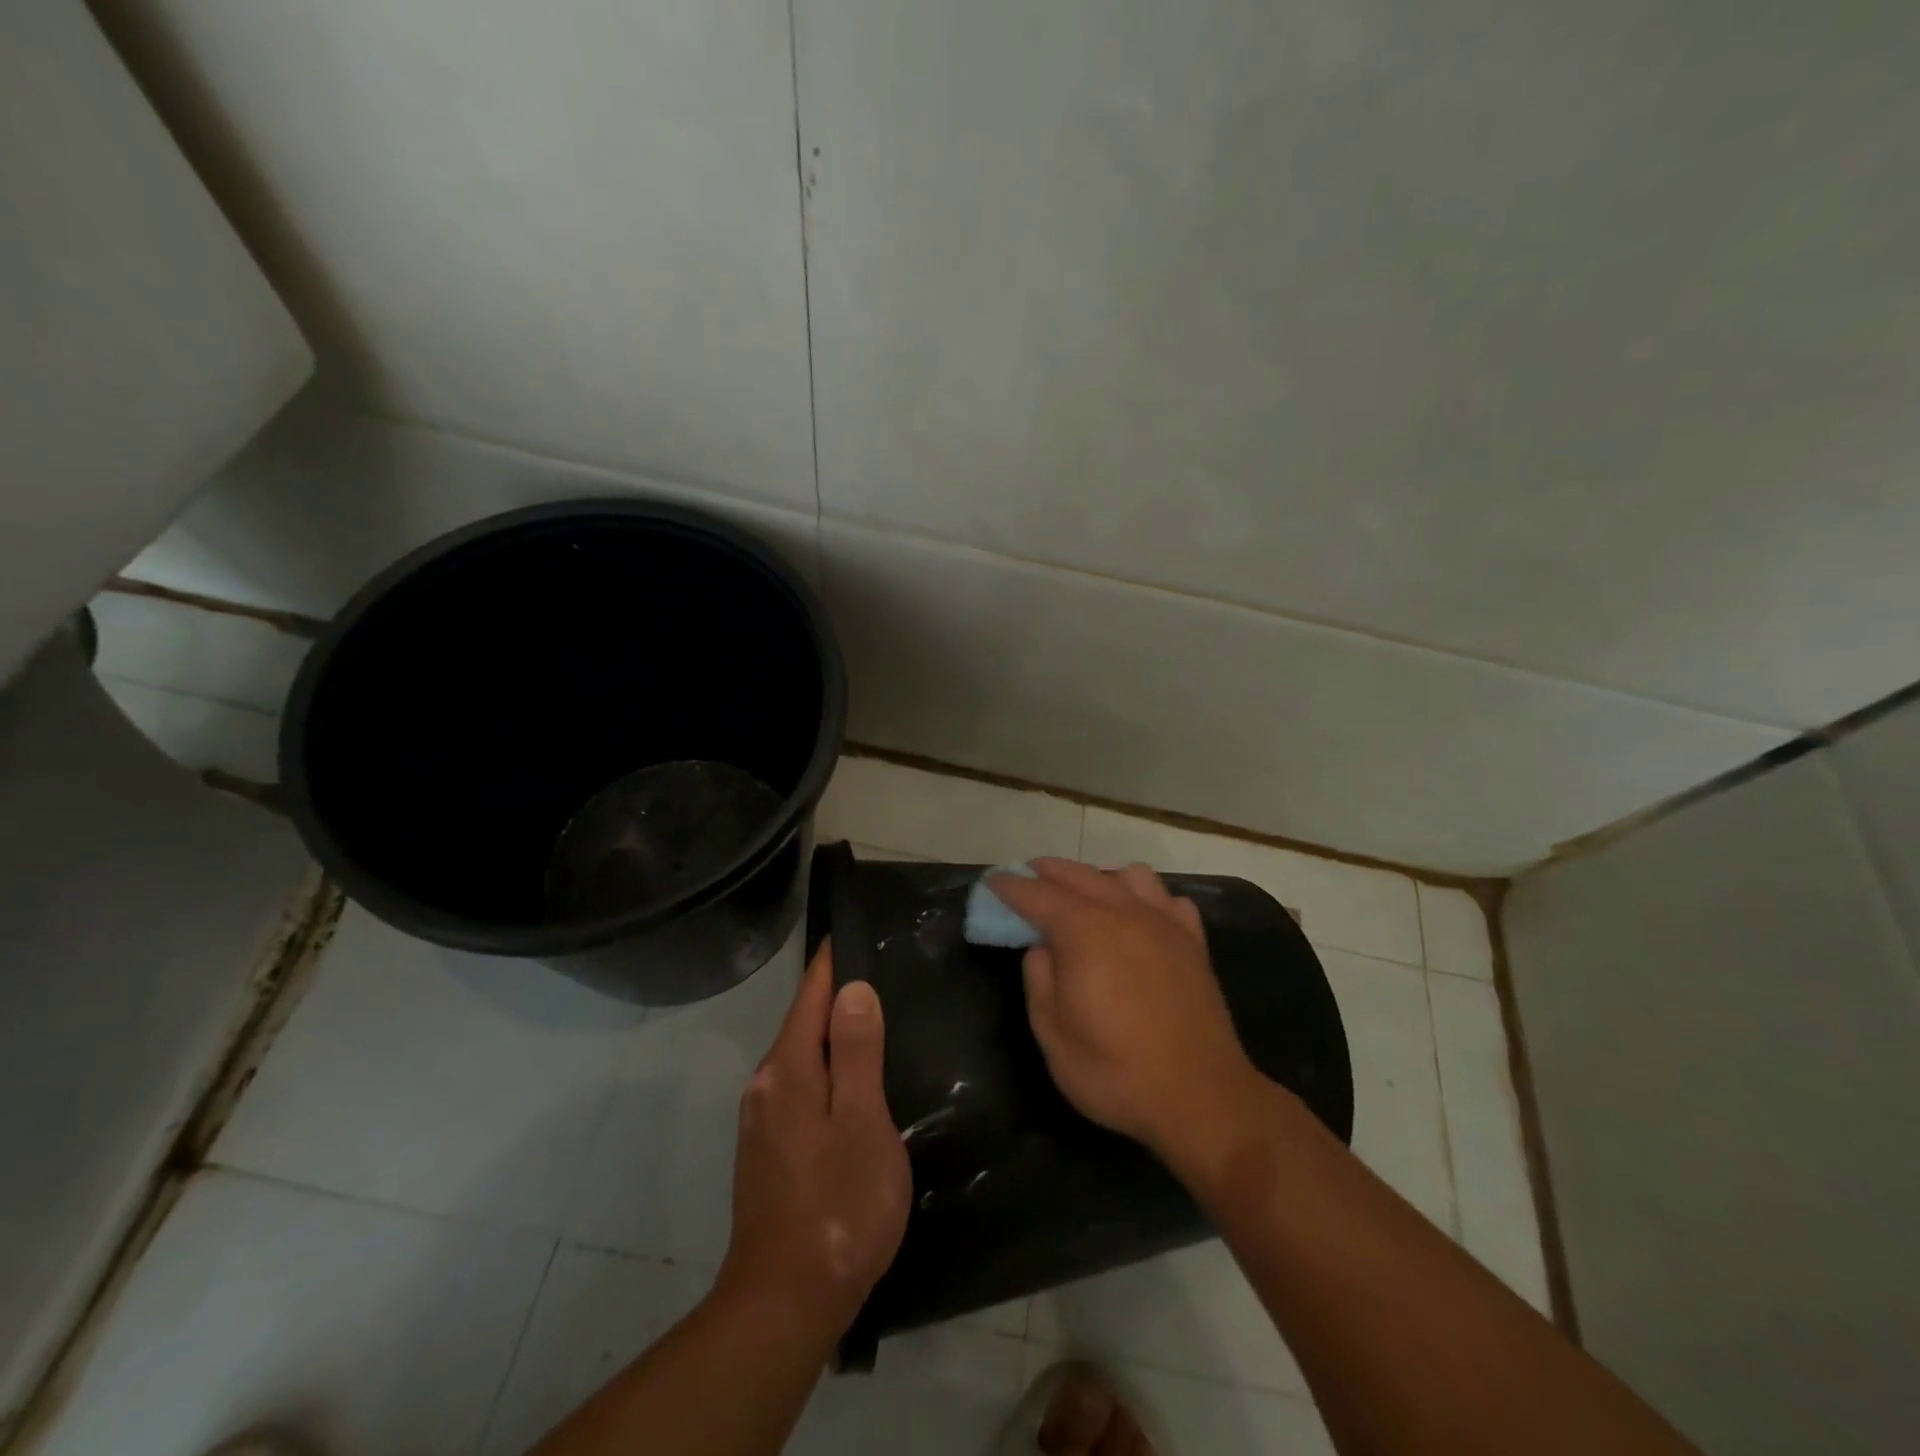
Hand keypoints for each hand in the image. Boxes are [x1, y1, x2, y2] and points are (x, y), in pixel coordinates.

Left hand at [716, 941, 910, 1343]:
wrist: (785, 1303)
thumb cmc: (838, 1206)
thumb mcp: (863, 1123)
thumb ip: (858, 1052)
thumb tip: (853, 988)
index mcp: (788, 1070)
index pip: (811, 994)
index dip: (834, 962)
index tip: (858, 931)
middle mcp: (767, 1086)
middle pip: (804, 1022)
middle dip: (838, 995)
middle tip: (886, 973)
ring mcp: (763, 1121)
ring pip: (803, 1057)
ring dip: (835, 1035)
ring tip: (879, 1020)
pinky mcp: (770, 1151)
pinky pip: (801, 1087)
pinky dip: (828, 1070)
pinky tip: (857, 1083)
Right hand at [990, 859, 1271, 1172]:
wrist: (1201, 1097)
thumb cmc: (1115, 1070)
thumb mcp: (1052, 1034)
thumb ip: (1039, 979)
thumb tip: (1041, 947)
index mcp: (1083, 931)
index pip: (1038, 894)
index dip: (1011, 886)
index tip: (993, 881)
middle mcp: (1124, 913)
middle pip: (1080, 875)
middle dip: (1049, 871)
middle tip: (1028, 876)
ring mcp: (1164, 923)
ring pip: (1130, 876)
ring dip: (1100, 877)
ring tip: (1087, 897)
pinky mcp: (1194, 942)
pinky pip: (1169, 900)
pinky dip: (1148, 899)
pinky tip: (1141, 919)